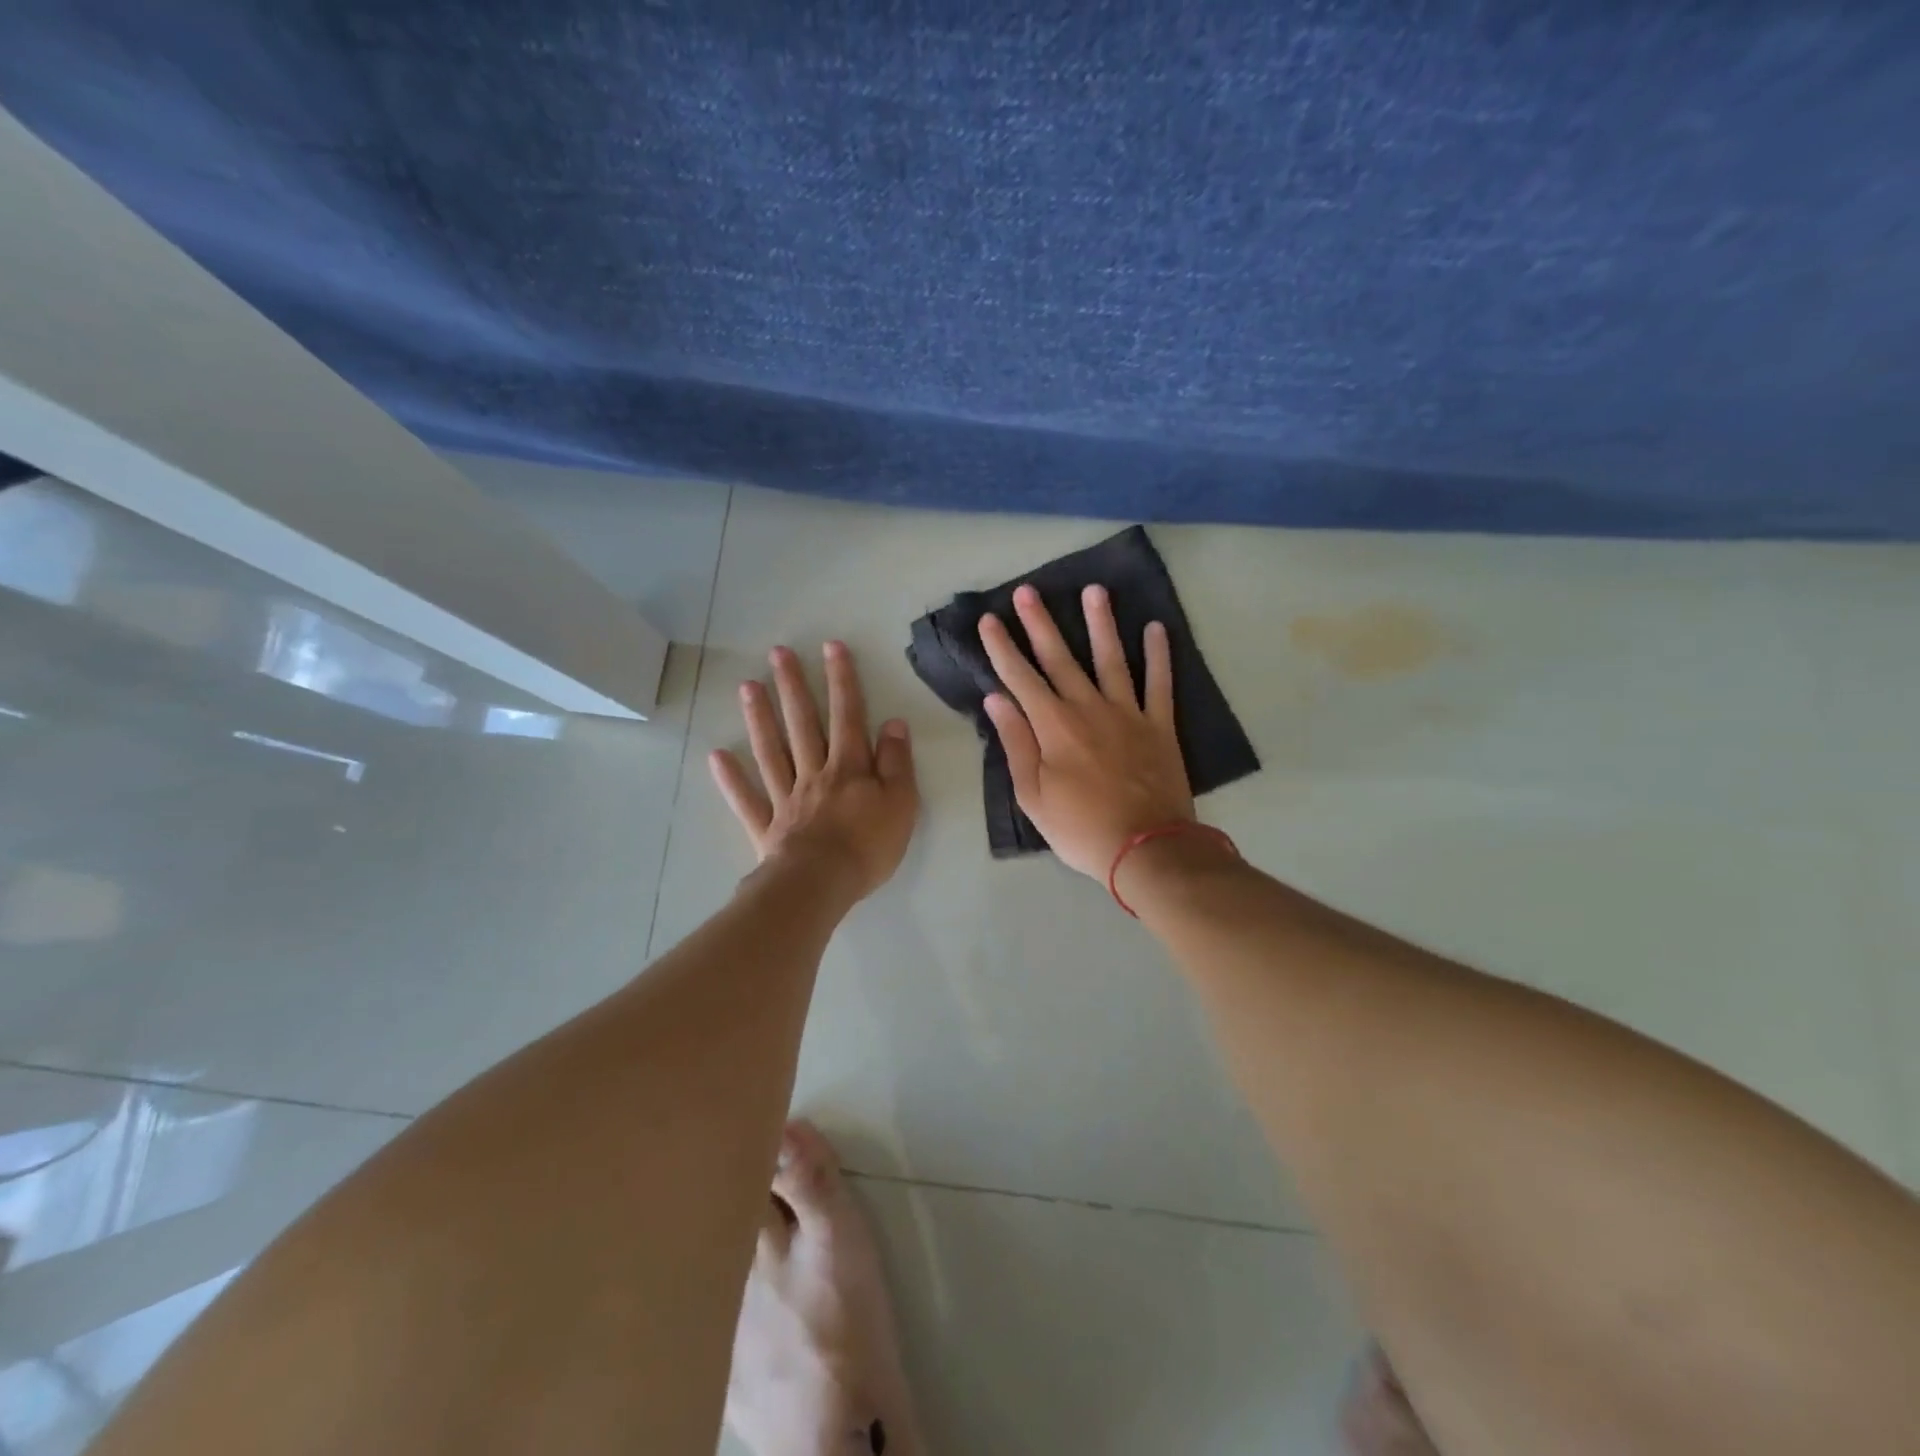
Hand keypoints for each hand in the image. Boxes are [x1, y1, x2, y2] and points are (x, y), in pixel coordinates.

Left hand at [709, 641, 918, 902]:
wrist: (822, 884)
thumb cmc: (868, 846)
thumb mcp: (901, 803)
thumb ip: (896, 762)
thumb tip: (893, 723)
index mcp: (849, 768)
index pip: (847, 715)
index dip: (842, 680)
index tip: (831, 647)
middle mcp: (814, 773)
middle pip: (802, 724)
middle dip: (793, 687)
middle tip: (778, 653)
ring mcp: (786, 798)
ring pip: (771, 751)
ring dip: (759, 718)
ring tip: (747, 686)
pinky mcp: (767, 826)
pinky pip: (747, 799)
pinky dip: (731, 779)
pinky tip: (716, 756)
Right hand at [978, 584, 1193, 878]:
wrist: (1146, 849)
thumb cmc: (1080, 828)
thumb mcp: (1033, 796)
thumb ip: (1016, 744)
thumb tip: (997, 700)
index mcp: (1053, 727)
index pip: (1020, 678)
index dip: (1002, 648)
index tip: (990, 620)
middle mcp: (1088, 708)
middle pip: (1060, 658)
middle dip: (1040, 623)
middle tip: (1028, 591)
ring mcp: (1128, 713)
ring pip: (1111, 658)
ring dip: (1101, 623)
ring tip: (1094, 590)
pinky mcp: (1159, 725)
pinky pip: (1159, 683)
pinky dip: (1159, 655)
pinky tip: (1155, 628)